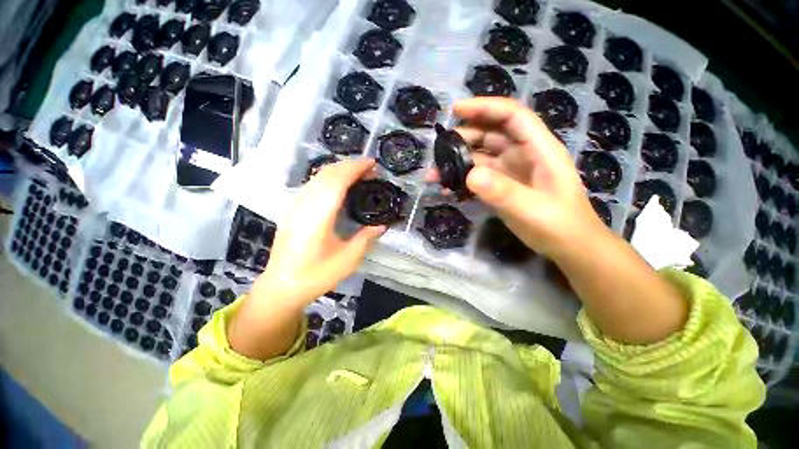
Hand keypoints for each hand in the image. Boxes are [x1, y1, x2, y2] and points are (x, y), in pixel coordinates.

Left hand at [253, 159, 385, 308]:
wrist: (282, 286)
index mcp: (319, 215)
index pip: (337, 180)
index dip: (355, 168)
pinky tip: (339, 186)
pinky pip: (312, 184)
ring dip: (340, 170)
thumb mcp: (348, 259)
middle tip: (370, 171)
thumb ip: (366, 238)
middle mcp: (304, 204)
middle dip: (350, 166)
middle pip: (327, 173)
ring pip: (318, 176)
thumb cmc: (316, 275)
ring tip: (358, 176)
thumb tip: (381, 226)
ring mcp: (295, 205)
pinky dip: (329, 178)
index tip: (372, 164)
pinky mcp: (292, 209)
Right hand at [448, 97, 608, 257]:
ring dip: (457, 162)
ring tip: (434, 174)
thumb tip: (469, 175)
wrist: (568, 248)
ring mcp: (510, 172)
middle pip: (490, 135)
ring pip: (480, 157)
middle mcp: (522, 155)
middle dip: (464, 138)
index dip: (485, 108)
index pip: (511, 116)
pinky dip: (461, 181)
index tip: (455, 110)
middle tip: (439, 149)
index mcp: (539, 149)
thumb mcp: (532, 209)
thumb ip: (503, 192)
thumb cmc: (559, 225)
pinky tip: (447, 190)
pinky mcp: (501, 187)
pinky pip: (477, 178)